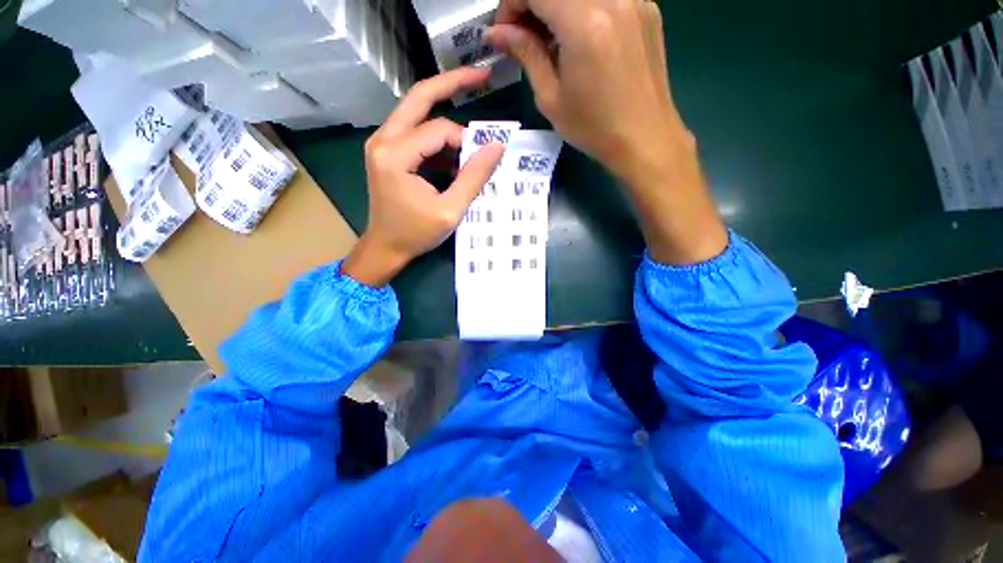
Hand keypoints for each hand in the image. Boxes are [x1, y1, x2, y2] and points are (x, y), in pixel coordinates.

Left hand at [342, 68, 505, 286]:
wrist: (385, 248)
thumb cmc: (416, 234)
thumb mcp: (450, 210)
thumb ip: (473, 177)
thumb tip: (497, 146)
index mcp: (395, 155)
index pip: (439, 129)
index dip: (466, 141)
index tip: (483, 159)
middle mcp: (383, 139)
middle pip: (419, 97)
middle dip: (452, 84)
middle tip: (482, 76)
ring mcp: (381, 143)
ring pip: (417, 113)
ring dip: (446, 120)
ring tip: (471, 139)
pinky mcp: (386, 151)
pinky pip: (415, 133)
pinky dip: (437, 140)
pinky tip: (453, 158)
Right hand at [490, 0, 727, 264]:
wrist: (644, 138)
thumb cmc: (593, 128)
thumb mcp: (550, 98)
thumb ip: (526, 54)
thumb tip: (498, 32)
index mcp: (584, 22)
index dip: (511, 4)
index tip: (506, 32)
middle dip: (532, 5)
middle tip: (525, 36)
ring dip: (557, 8)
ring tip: (551, 41)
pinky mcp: (647, 8)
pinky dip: (582, 9)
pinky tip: (580, 40)